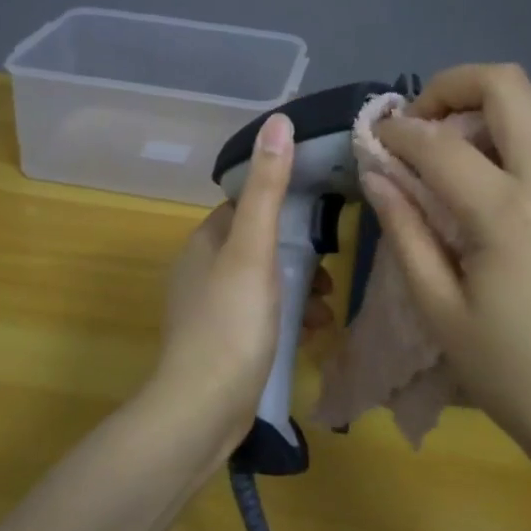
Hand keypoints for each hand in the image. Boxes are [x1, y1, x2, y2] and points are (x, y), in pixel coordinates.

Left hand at [154, 114, 334, 455]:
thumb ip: (269, 189)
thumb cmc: (231, 322)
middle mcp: (201, 270)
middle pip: (259, 245)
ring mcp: (210, 309)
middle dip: (297, 254)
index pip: (246, 205)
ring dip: (297, 288)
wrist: (203, 409)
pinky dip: (287, 316)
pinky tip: (312, 332)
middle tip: (329, 267)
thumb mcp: (254, 250)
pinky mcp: (222, 343)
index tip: (320, 214)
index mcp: (204, 242)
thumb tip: (278, 121)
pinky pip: (261, 316)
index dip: (283, 205)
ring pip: (263, 283)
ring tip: (326, 305)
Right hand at [365, 64, 530, 464]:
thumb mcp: (437, 307)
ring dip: (486, 102)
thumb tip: (377, 173)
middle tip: (416, 124)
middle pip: (508, 84)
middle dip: (451, 86)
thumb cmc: (505, 368)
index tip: (371, 139)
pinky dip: (511, 125)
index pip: (440, 145)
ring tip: (447, 142)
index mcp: (507, 214)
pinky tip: (482, 168)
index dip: (396, 133)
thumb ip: (404, 230)